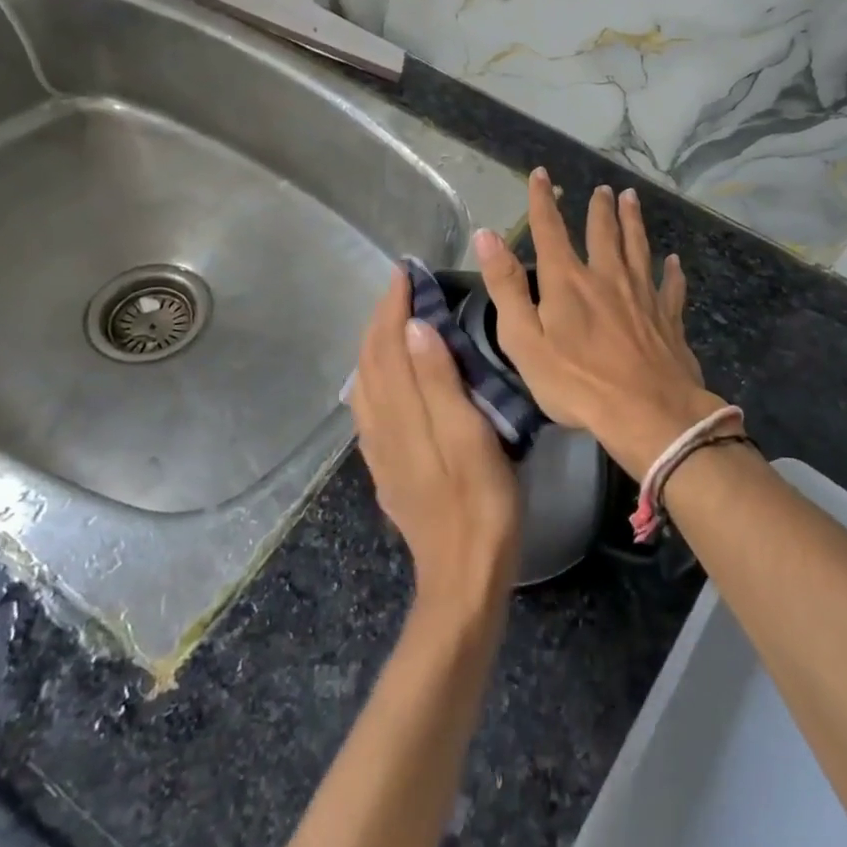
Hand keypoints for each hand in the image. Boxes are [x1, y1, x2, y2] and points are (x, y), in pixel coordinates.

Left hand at [350, 266, 521, 616]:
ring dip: (375, 344)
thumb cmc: (480, 501)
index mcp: (402, 412)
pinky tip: (388, 378)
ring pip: (366, 383)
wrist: (462, 576)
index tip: (404, 271)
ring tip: (394, 320)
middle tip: (401, 286)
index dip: (392, 305)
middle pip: (370, 360)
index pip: (387, 344)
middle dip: (381, 318)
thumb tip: (412, 327)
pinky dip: (375, 376)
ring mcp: (381, 450)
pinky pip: (370, 408)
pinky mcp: (387, 468)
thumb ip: (439, 381)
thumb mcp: (469, 436)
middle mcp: (381, 426)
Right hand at [472, 168, 724, 479]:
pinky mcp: (668, 317)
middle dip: (599, 208)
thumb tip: (487, 236)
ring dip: (634, 222)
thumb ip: (506, 287)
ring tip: (631, 199)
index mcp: (568, 281)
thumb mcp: (525, 340)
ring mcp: (642, 295)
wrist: (648, 413)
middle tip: (603, 189)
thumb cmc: (577, 382)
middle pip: (603, 233)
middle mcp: (607, 277)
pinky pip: (670, 286)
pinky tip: (674, 262)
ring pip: (638, 248)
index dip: (542, 200)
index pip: (550, 230)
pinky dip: (671, 272)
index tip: (541, 174)